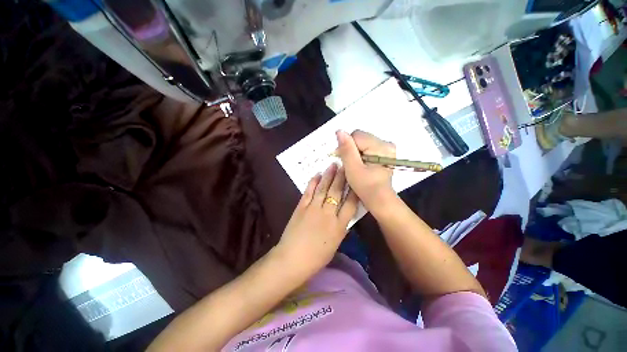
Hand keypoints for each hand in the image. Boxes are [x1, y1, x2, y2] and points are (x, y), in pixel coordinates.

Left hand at [276, 163, 358, 274]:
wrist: (292, 259)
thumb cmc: (316, 257)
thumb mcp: (334, 244)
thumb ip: (341, 228)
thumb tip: (344, 215)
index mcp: (339, 227)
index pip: (350, 205)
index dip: (355, 192)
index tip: (357, 180)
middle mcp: (328, 214)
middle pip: (337, 193)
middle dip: (342, 178)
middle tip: (345, 165)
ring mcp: (313, 209)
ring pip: (323, 189)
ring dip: (328, 176)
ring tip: (333, 165)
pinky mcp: (301, 207)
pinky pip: (308, 192)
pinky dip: (313, 182)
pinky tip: (317, 175)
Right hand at [335, 130, 395, 212]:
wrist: (379, 198)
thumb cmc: (365, 186)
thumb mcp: (353, 168)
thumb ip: (346, 149)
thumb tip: (339, 131)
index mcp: (381, 146)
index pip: (356, 135)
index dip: (346, 146)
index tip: (342, 159)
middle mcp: (386, 143)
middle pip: (360, 137)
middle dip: (351, 149)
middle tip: (349, 164)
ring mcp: (387, 147)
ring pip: (362, 142)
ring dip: (355, 152)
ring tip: (355, 165)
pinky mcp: (384, 152)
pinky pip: (367, 146)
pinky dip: (361, 154)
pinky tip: (361, 164)